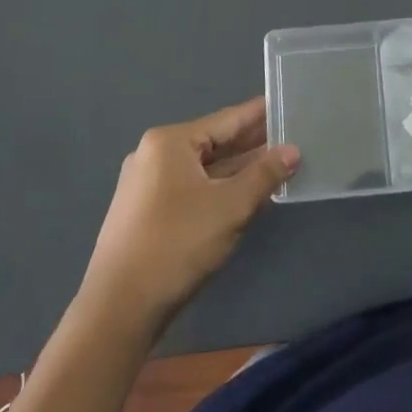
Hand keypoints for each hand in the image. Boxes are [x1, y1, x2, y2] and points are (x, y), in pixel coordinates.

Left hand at [83, 97, 299, 327]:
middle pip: (213, 143)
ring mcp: (146, 186)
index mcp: (170, 143)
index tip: (285, 103)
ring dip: (237, 170)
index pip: (225, 120)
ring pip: (202, 169)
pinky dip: (218, 189)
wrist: (119, 308)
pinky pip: (190, 189)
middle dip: (251, 145)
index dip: (259, 115)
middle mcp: (154, 156)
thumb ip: (264, 175)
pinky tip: (243, 195)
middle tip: (289, 137)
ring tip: (275, 165)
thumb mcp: (231, 206)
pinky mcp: (145, 213)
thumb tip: (292, 150)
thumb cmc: (178, 243)